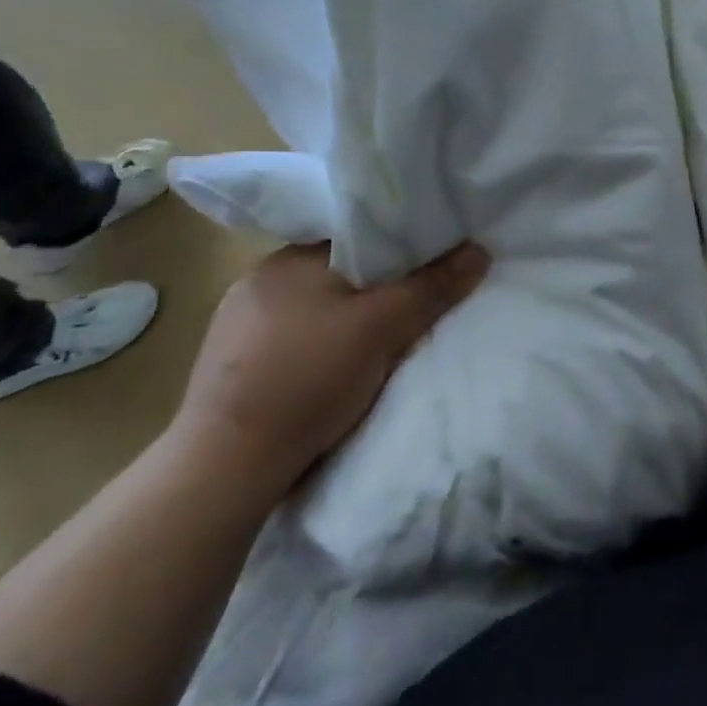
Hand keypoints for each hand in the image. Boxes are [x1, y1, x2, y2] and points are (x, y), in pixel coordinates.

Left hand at [173, 242, 489, 488]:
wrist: (226, 467)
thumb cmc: (307, 378)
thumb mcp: (383, 327)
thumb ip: (432, 286)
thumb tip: (480, 250)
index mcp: (288, 259)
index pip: (358, 238)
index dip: (400, 249)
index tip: (431, 267)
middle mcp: (258, 281)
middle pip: (340, 273)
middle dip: (377, 289)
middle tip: (413, 310)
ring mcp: (238, 326)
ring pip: (317, 308)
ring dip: (347, 320)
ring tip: (378, 345)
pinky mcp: (232, 365)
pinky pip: (294, 338)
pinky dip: (321, 346)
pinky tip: (334, 371)